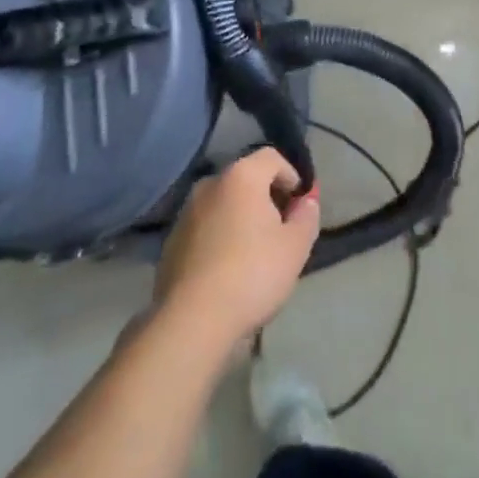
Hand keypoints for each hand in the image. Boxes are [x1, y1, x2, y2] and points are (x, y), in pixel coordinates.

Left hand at [154, 149, 320, 349]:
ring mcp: (186, 211)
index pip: (272, 157)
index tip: (300, 206)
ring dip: (241, 218)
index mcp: (241, 176)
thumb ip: (306, 216)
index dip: (292, 176)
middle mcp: (210, 183)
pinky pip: (205, 227)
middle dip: (267, 198)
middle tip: (281, 231)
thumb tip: (306, 201)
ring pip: (224, 204)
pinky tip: (227, 270)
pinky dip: (220, 237)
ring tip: (255, 253)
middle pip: (246, 179)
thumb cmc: (252, 274)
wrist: (193, 320)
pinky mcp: (172, 240)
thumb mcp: (295, 247)